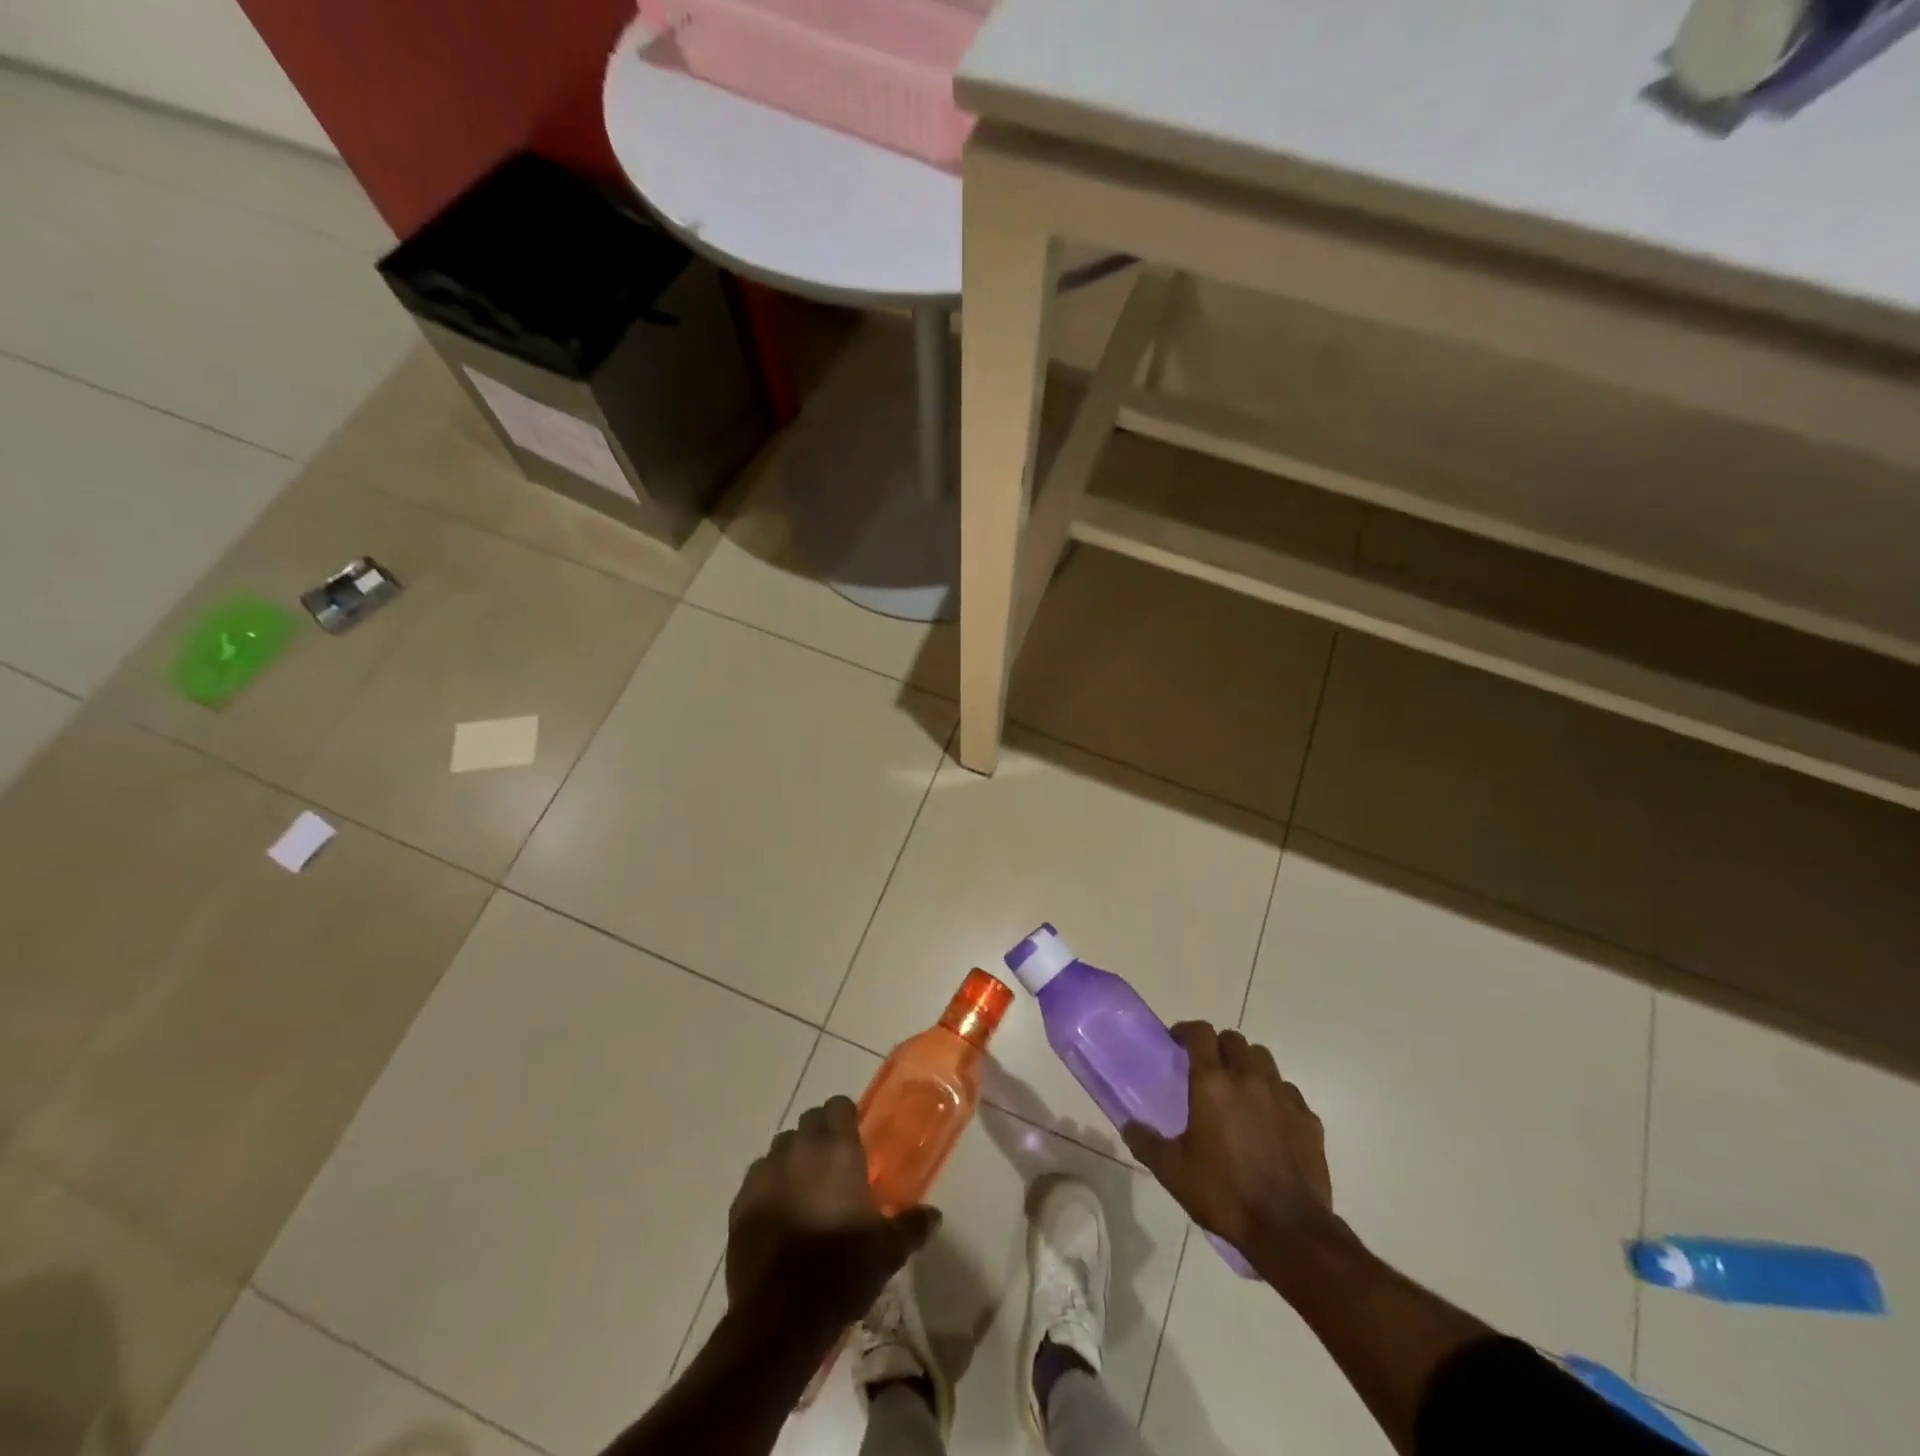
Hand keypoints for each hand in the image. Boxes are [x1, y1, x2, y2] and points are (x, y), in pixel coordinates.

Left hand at [726, 1096, 940, 1328]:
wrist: (780, 1317)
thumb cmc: (842, 1272)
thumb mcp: (887, 1251)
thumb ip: (911, 1225)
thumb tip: (934, 1215)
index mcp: (838, 1150)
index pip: (839, 1105)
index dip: (846, 1117)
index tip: (855, 1138)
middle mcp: (800, 1149)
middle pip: (809, 1120)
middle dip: (820, 1134)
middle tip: (833, 1164)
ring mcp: (766, 1173)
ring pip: (780, 1146)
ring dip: (793, 1157)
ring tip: (804, 1188)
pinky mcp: (741, 1201)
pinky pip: (757, 1177)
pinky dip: (769, 1185)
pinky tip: (778, 1212)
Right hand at [1123, 1023, 1339, 1278]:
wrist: (1289, 1230)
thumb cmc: (1224, 1194)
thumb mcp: (1173, 1171)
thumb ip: (1146, 1142)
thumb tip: (1128, 1125)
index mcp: (1212, 1083)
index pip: (1200, 1033)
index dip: (1186, 1031)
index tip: (1176, 1043)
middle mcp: (1248, 1078)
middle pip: (1234, 1040)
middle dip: (1218, 1047)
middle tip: (1207, 1069)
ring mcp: (1282, 1096)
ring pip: (1263, 1059)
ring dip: (1248, 1065)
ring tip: (1239, 1089)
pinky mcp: (1308, 1118)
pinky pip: (1287, 1091)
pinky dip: (1274, 1095)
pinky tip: (1268, 1120)